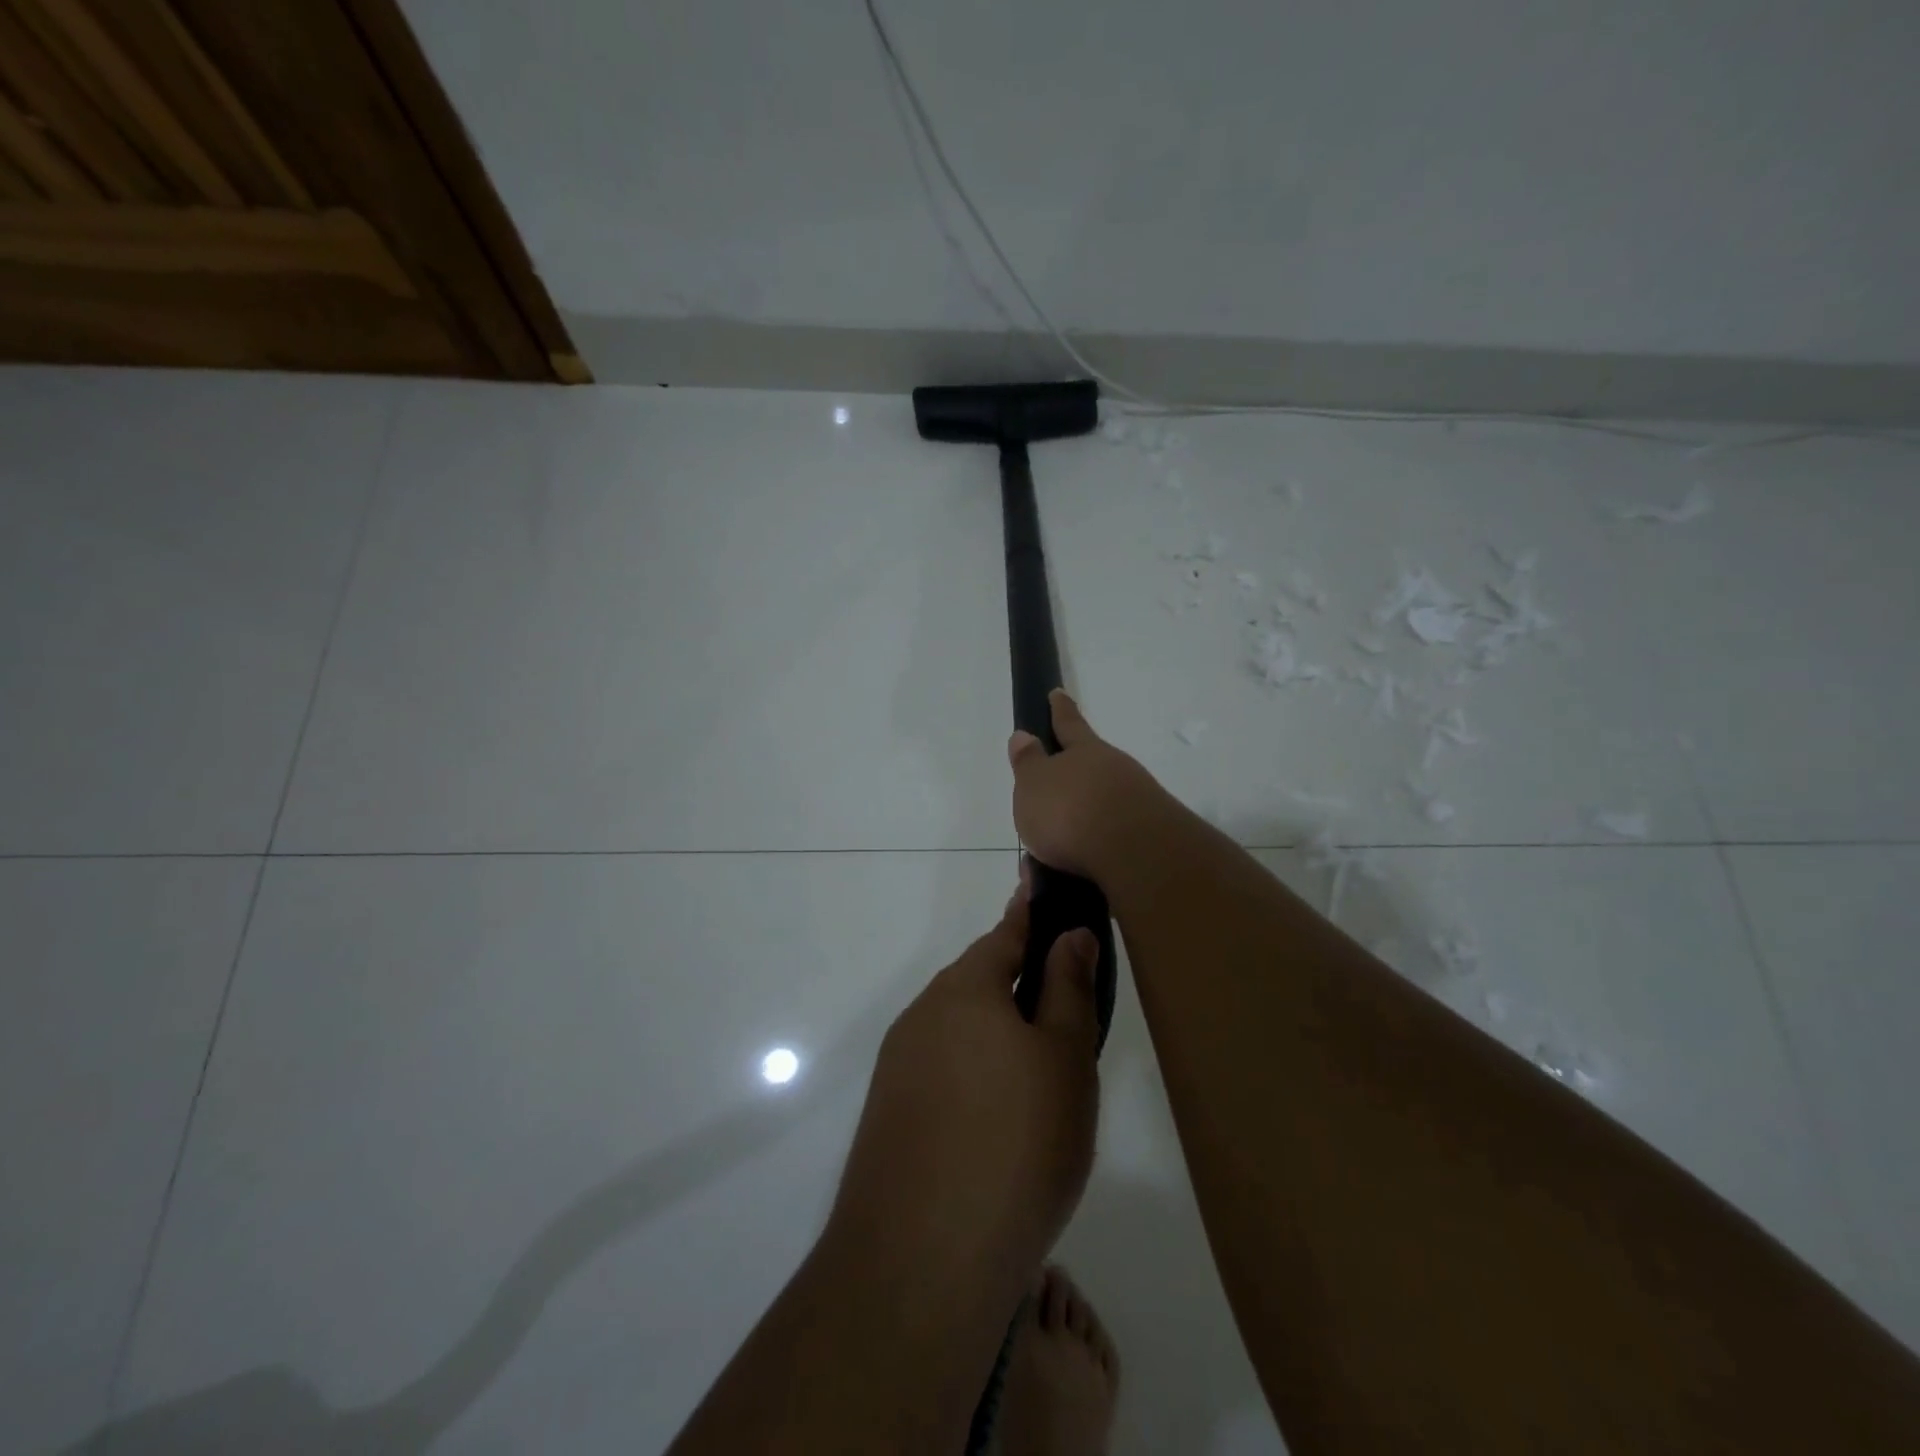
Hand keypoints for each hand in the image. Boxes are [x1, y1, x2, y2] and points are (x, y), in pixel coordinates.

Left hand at [828, 877, 1101, 1286]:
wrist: (921, 1259)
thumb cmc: (1016, 1144)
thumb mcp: (1065, 1060)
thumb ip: (1069, 989)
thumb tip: (1071, 934)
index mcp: (965, 989)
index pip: (1005, 934)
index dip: (1030, 913)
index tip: (1039, 885)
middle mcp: (924, 1014)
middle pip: (979, 981)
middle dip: (1017, 981)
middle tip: (1063, 1002)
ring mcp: (900, 1064)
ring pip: (959, 1028)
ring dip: (995, 1031)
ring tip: (1039, 1068)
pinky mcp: (890, 1111)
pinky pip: (941, 1069)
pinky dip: (973, 1071)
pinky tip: (996, 1116)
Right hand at [1008, 690, 1171, 881]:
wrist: (1134, 855)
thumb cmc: (1072, 810)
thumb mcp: (1034, 782)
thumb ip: (1028, 762)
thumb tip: (1024, 736)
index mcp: (1085, 752)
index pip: (1068, 723)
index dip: (1060, 710)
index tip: (1057, 693)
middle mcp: (1114, 773)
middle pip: (1081, 781)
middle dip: (1056, 804)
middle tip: (1033, 828)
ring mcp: (1134, 808)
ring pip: (1088, 824)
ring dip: (1060, 849)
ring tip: (1036, 877)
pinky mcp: (1143, 844)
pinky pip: (1099, 855)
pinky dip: (1076, 871)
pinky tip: (1061, 889)